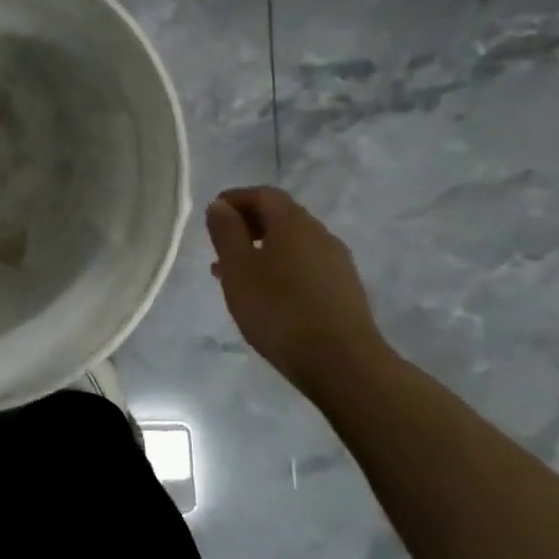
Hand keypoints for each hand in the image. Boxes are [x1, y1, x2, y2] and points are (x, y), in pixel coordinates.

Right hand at [205, 186, 387, 392]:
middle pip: (281, 217)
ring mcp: (337, 263)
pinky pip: (305, 267)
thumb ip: (226, 232)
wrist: (343, 363)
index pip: (263, 194)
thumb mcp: (239, 268)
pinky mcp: (345, 291)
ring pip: (292, 245)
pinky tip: (267, 297)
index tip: (213, 214)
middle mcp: (320, 234)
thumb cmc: (280, 309)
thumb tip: (220, 206)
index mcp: (294, 222)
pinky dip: (280, 269)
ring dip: (262, 250)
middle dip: (248, 225)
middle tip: (220, 246)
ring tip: (236, 277)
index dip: (236, 199)